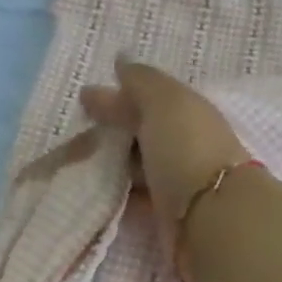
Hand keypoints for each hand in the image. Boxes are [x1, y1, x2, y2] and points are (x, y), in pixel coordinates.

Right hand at [81, 59, 251, 267]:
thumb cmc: (188, 151)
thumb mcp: (164, 102)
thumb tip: (120, 61)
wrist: (212, 219)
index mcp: (189, 113)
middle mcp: (185, 146)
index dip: (118, 98)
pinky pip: (135, 198)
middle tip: (70, 137)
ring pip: (137, 168)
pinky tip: (92, 193)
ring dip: (111, 165)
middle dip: (111, 132)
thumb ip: (141, 82)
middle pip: (142, 134)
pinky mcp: (166, 217)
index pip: (149, 100)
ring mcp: (177, 183)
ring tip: (72, 166)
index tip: (83, 103)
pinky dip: (116, 194)